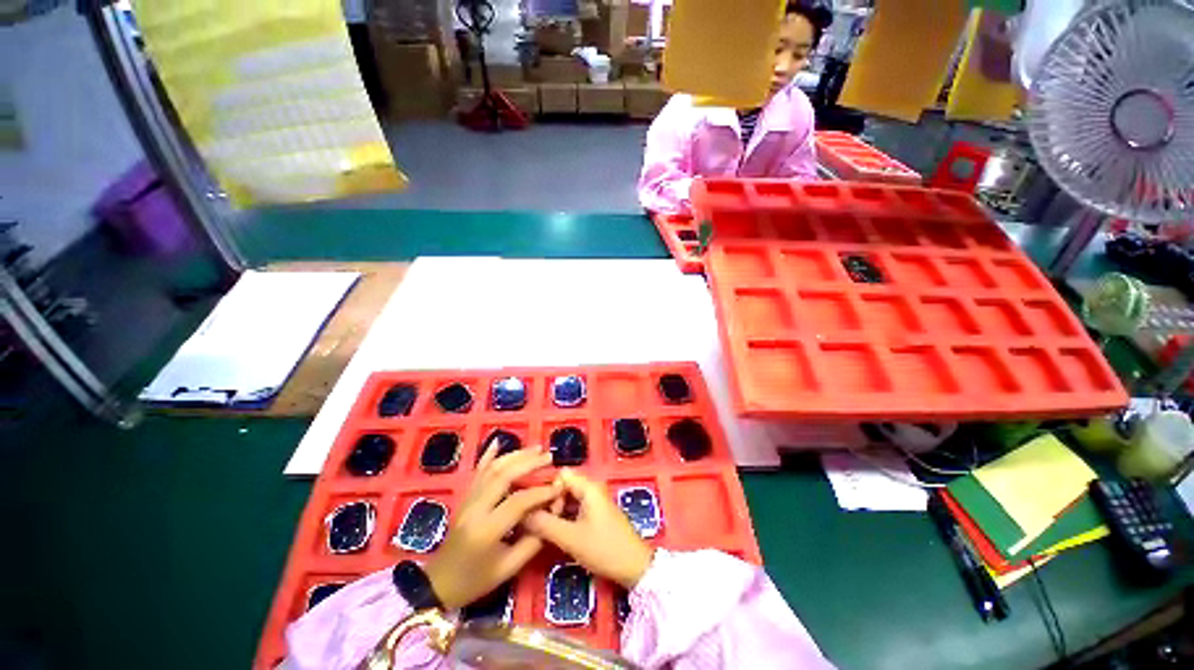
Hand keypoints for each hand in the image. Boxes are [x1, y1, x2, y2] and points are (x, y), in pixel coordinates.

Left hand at [424, 442, 558, 609]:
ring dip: (515, 455)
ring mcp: (468, 500)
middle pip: (504, 475)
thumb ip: (533, 540)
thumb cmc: (475, 581)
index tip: (559, 485)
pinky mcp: (465, 498)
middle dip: (529, 463)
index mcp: (487, 530)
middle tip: (548, 456)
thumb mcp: (508, 568)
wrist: (438, 585)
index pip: (518, 501)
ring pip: (492, 469)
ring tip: (535, 448)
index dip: (541, 492)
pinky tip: (497, 442)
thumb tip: (551, 513)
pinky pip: (477, 471)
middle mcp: (476, 508)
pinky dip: (488, 455)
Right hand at [524, 469, 653, 589]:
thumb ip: (545, 524)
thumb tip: (521, 515)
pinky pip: (575, 507)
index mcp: (588, 487)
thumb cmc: (605, 549)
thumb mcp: (571, 539)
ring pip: (568, 498)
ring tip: (545, 530)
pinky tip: (557, 532)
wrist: (635, 567)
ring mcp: (595, 501)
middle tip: (540, 523)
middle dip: (550, 502)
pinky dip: (565, 517)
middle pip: (563, 486)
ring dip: (556, 511)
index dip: (546, 488)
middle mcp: (592, 489)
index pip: (560, 475)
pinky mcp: (596, 514)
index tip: (534, 508)